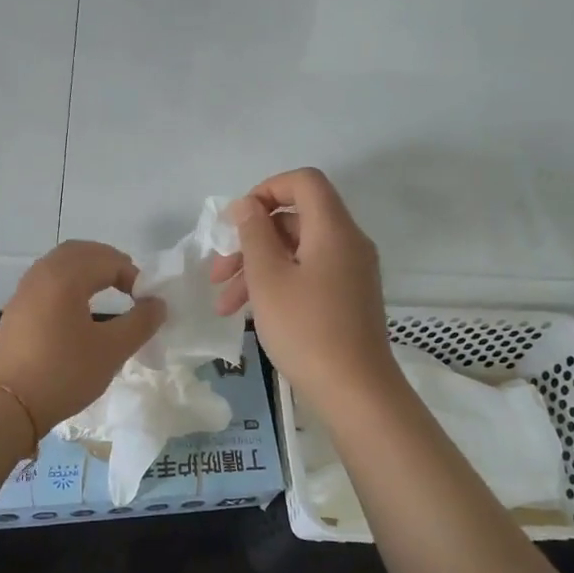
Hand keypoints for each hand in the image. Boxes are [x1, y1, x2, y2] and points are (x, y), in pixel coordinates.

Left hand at [0, 240, 165, 436]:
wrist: (8, 406)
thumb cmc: (64, 373)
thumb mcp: (111, 350)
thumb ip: (140, 322)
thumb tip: (157, 303)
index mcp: (65, 277)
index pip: (107, 260)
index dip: (133, 275)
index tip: (146, 302)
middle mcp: (42, 274)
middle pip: (80, 251)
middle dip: (108, 262)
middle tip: (129, 285)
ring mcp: (24, 291)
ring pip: (60, 264)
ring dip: (87, 270)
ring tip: (107, 292)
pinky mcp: (16, 310)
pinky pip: (46, 280)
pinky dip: (68, 282)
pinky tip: (78, 309)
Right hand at [210, 168, 398, 406]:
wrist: (355, 391)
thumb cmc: (306, 329)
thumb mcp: (268, 278)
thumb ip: (254, 233)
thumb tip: (248, 205)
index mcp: (333, 229)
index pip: (304, 181)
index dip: (266, 189)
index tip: (236, 220)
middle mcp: (348, 242)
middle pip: (295, 219)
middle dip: (251, 240)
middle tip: (218, 270)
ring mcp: (351, 272)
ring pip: (297, 251)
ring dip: (257, 268)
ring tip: (224, 303)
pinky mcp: (348, 298)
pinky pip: (309, 274)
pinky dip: (278, 284)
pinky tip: (249, 312)